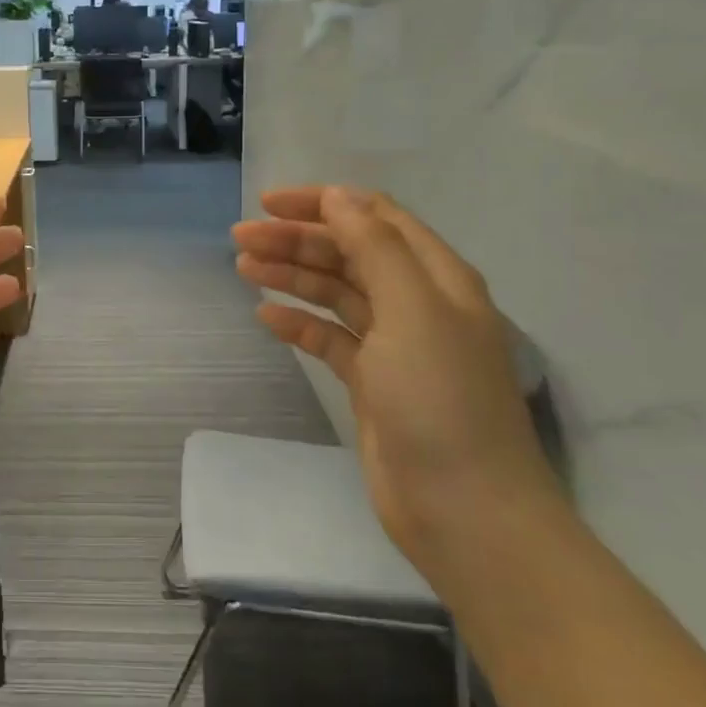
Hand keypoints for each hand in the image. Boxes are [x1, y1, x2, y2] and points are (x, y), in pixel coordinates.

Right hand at [233, 187, 561, 582]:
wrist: (464, 510)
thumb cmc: (440, 400)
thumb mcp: (412, 310)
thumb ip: (375, 247)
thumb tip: (338, 196)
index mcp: (436, 277)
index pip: (375, 218)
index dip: (323, 203)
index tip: (269, 203)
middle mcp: (417, 303)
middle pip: (349, 253)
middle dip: (296, 239)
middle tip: (240, 237)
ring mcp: (394, 345)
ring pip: (335, 293)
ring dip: (291, 275)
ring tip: (243, 267)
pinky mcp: (372, 383)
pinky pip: (329, 338)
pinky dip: (298, 323)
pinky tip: (266, 317)